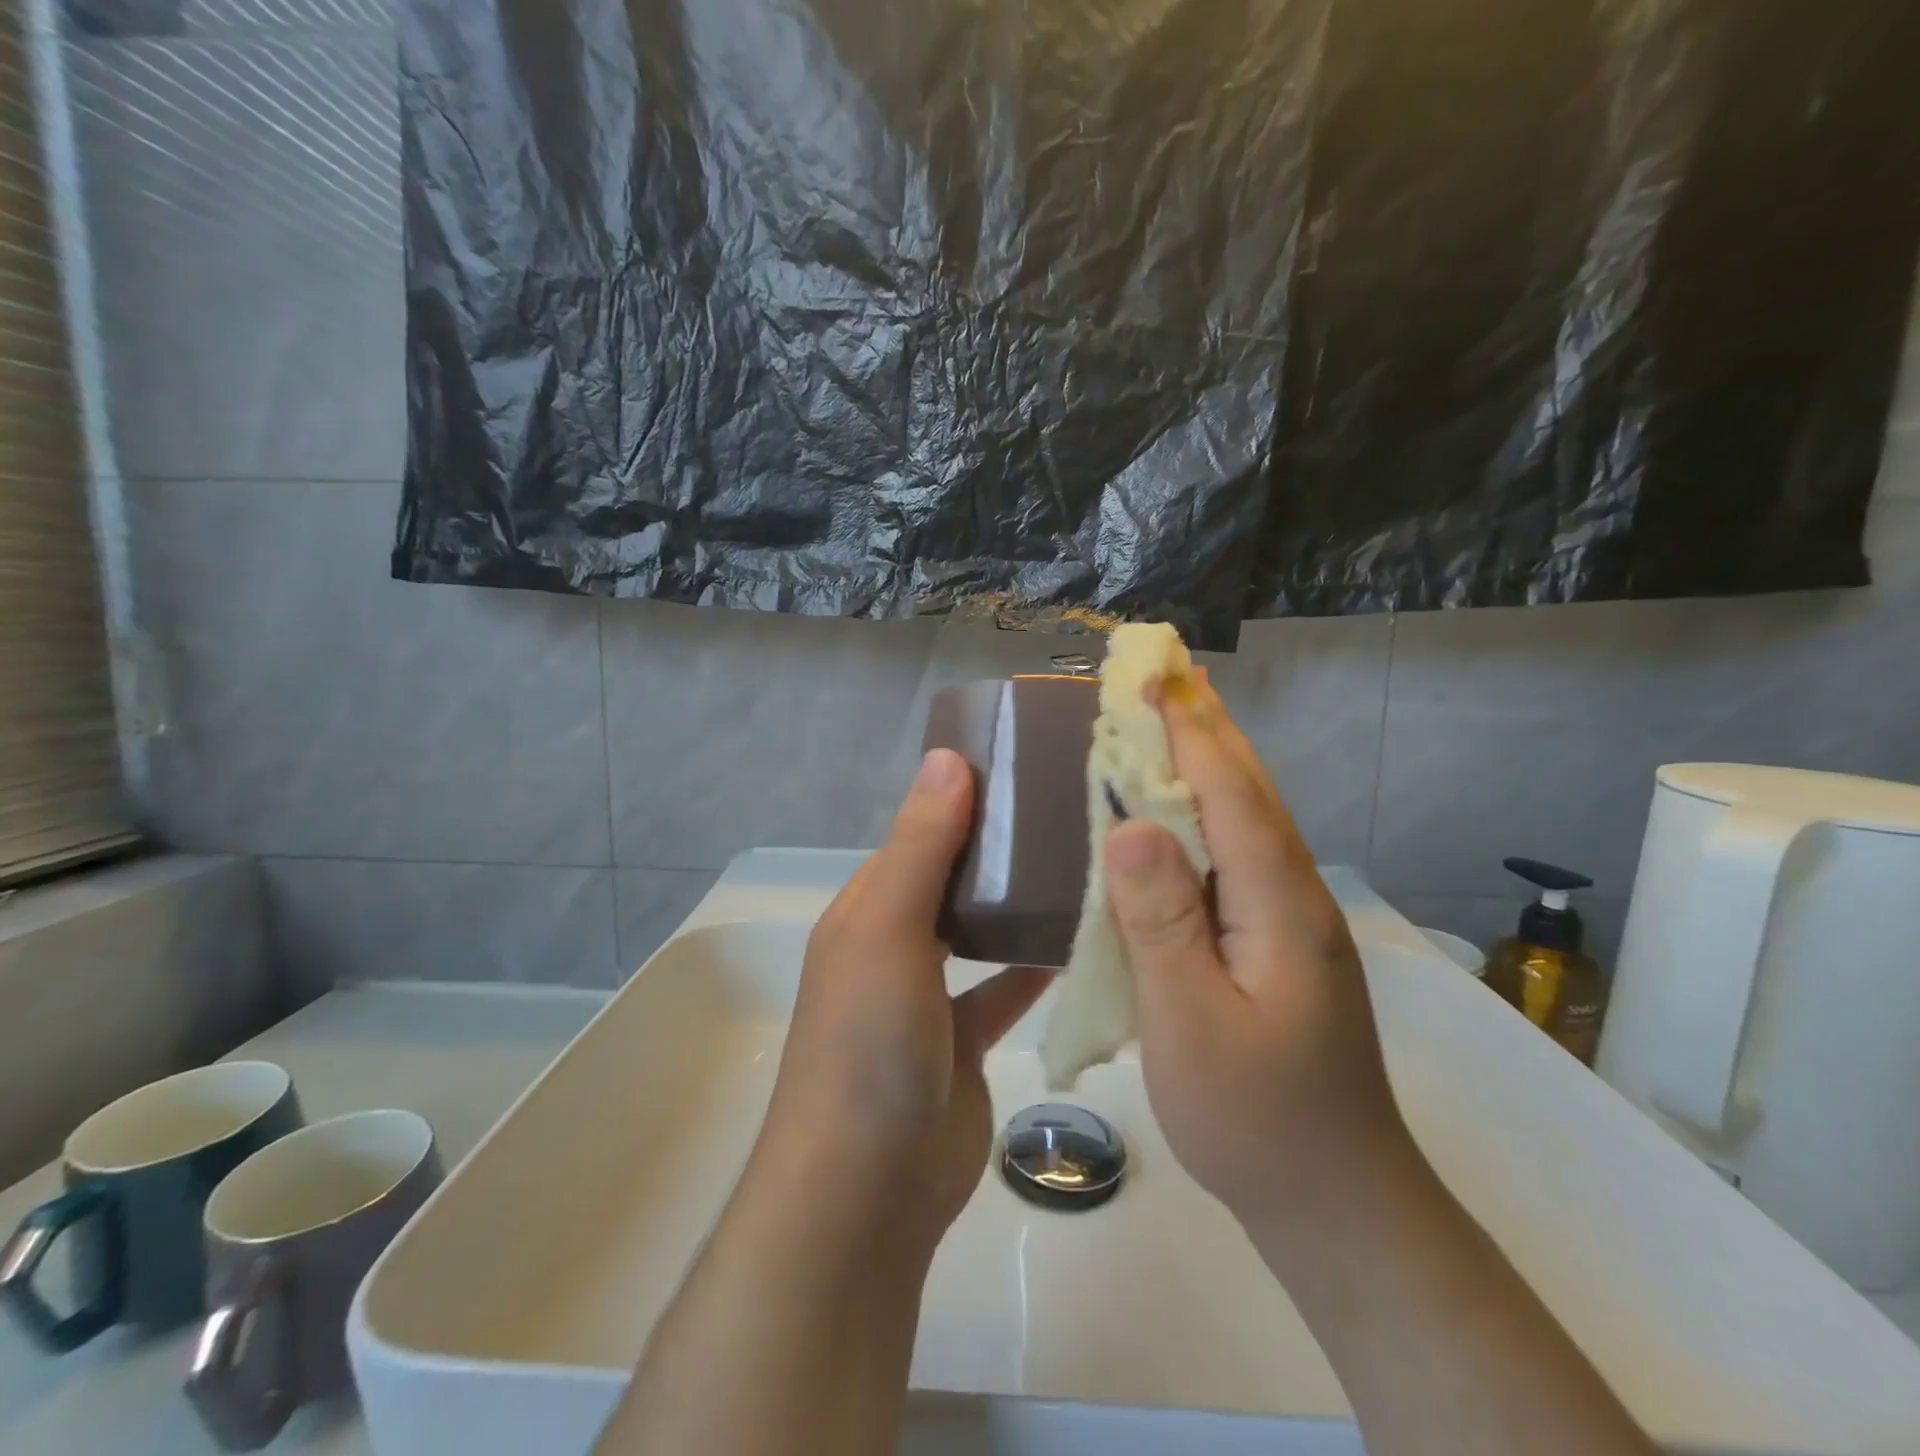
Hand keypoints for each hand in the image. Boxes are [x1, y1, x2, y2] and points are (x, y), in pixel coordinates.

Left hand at [755, 748, 1050, 1253]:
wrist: (868, 1186)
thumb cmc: (869, 1040)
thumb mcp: (888, 927)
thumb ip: (923, 845)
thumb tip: (948, 756)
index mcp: (868, 908)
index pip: (920, 834)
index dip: (964, 799)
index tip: (1028, 767)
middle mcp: (894, 943)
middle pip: (952, 879)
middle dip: (1001, 849)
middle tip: (1073, 814)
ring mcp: (928, 997)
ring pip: (980, 933)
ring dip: (1019, 906)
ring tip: (1085, 866)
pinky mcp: (964, 1042)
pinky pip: (1003, 990)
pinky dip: (1032, 968)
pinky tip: (1080, 943)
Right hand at [1104, 674, 1412, 1234]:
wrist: (1339, 1203)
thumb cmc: (1255, 1118)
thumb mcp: (1192, 1024)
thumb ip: (1162, 921)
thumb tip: (1129, 825)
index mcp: (1278, 905)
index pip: (1230, 794)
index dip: (1189, 730)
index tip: (1153, 676)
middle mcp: (1293, 896)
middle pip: (1248, 791)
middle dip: (1207, 726)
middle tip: (1166, 672)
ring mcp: (1290, 919)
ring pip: (1247, 819)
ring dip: (1210, 760)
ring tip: (1172, 717)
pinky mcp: (1277, 942)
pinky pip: (1237, 854)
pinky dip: (1208, 812)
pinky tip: (1179, 814)